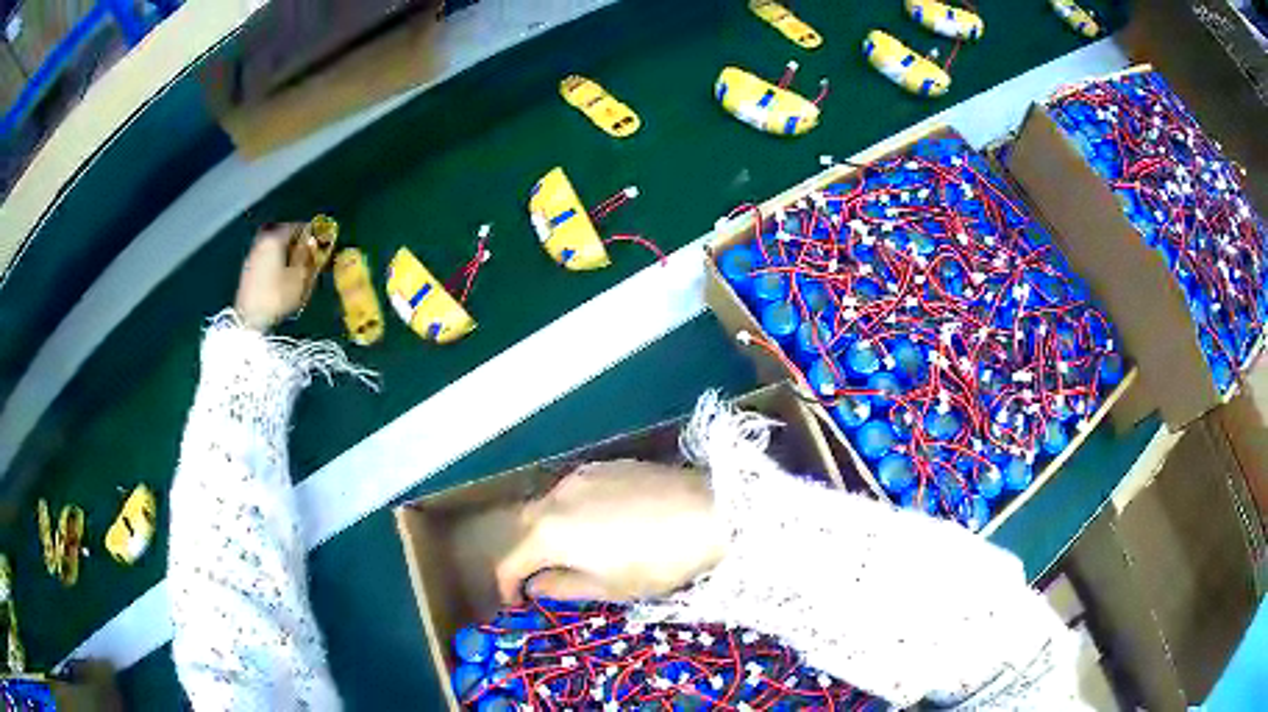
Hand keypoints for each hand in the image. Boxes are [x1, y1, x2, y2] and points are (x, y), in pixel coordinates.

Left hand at [235, 225, 315, 331]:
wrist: (248, 318)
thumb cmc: (276, 296)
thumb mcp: (298, 278)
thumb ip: (307, 256)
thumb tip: (312, 241)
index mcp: (275, 239)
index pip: (296, 226)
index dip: (310, 232)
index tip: (319, 240)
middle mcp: (262, 241)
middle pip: (282, 233)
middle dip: (296, 240)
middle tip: (307, 250)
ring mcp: (253, 254)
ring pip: (273, 244)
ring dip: (285, 250)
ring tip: (295, 263)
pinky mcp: (248, 268)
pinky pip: (266, 255)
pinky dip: (276, 258)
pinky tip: (281, 272)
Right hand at [495, 460, 727, 603]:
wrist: (709, 512)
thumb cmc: (656, 562)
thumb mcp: (608, 587)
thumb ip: (562, 587)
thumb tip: (535, 586)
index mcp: (549, 533)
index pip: (511, 561)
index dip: (507, 585)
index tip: (516, 601)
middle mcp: (556, 497)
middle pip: (525, 526)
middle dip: (527, 552)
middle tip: (544, 574)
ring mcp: (582, 475)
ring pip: (549, 502)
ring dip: (550, 527)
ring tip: (575, 548)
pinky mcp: (608, 464)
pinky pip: (576, 489)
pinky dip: (574, 508)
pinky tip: (601, 521)